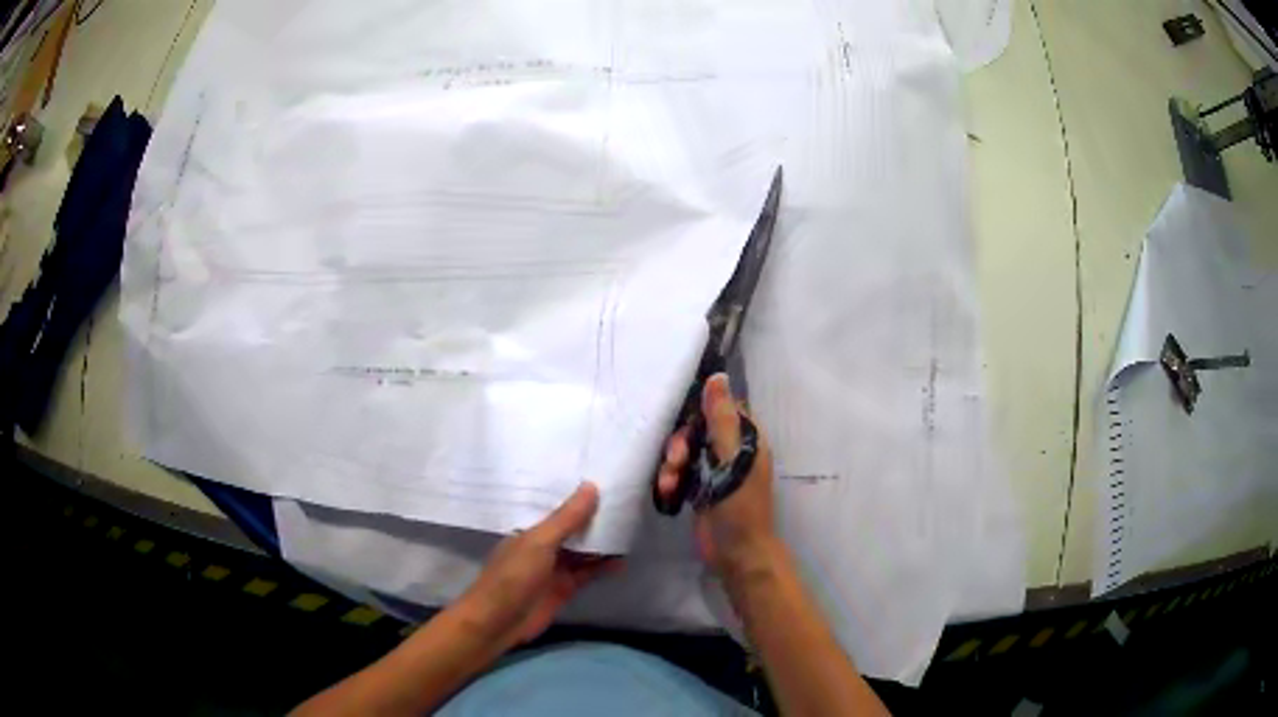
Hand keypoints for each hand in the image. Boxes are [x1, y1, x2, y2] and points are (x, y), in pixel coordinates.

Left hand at [455, 482, 620, 650]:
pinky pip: (588, 573)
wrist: (499, 621)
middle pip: (573, 528)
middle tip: (627, 500)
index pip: (558, 508)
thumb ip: (567, 518)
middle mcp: (543, 545)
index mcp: (530, 529)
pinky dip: (604, 567)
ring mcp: (554, 568)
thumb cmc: (513, 576)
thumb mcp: (539, 543)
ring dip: (602, 542)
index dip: (579, 496)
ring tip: (631, 526)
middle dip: (594, 518)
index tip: (606, 478)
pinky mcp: (565, 588)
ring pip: (583, 550)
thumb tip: (591, 485)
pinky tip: (623, 559)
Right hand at [657, 373, 776, 572]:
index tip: (683, 421)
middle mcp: (733, 451)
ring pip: (686, 451)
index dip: (700, 410)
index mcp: (748, 439)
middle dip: (681, 444)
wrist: (737, 554)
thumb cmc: (741, 506)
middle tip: (675, 461)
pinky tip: (667, 494)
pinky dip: (671, 480)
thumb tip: (718, 376)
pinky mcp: (700, 489)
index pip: (722, 408)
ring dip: (672, 464)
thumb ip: (721, 419)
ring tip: (669, 482)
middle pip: (698, 429)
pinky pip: (680, 473)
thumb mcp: (732, 460)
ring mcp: (716, 471)